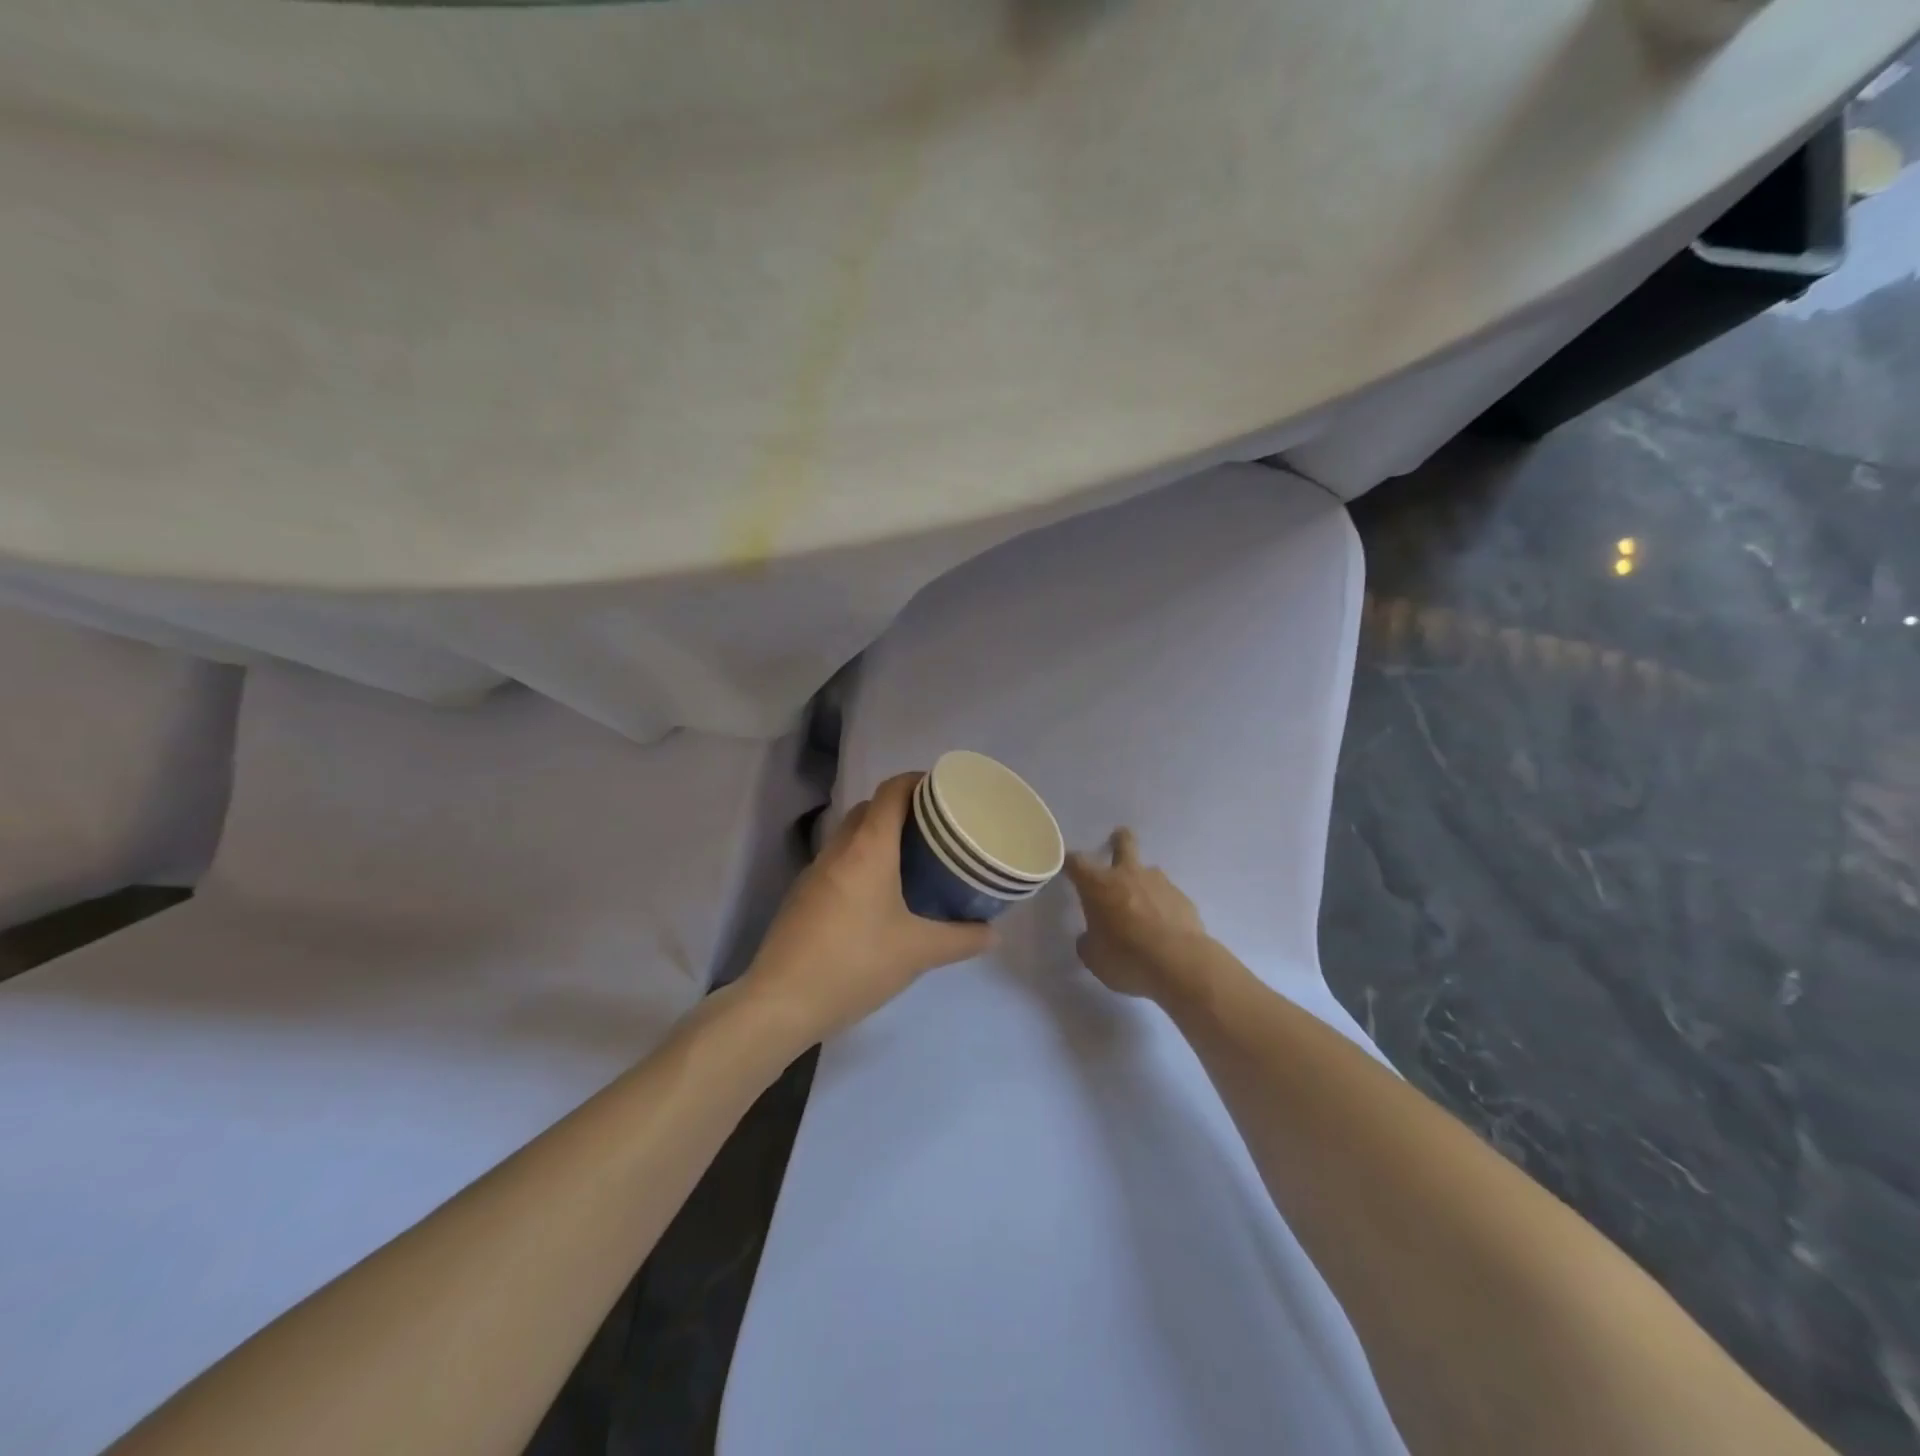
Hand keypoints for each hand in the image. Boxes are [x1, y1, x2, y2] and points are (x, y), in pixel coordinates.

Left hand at [743, 774, 994, 1045]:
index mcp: (868, 848)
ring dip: (878, 836)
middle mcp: (838, 849)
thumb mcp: (918, 953)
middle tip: (935, 830)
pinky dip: (860, 862)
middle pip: (869, 809)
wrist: (781, 1001)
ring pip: (850, 835)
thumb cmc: (855, 964)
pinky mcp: (801, 896)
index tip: (944, 791)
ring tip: (912, 860)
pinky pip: (838, 862)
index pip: (891, 791)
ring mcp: (814, 871)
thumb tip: (994, 933)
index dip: (918, 781)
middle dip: (901, 809)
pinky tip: (878, 896)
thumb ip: (961, 939)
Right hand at [1064, 828, 1216, 1003]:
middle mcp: (1128, 875)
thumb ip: (1088, 942)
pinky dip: (1162, 905)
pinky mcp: (1182, 898)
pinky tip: (1164, 927)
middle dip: (1119, 839)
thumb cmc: (1126, 957)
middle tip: (1117, 839)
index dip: (1069, 862)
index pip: (1076, 862)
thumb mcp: (1094, 957)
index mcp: (1098, 885)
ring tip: (1144, 905)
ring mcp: (1159, 883)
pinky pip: (1167, 896)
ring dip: (1143, 881)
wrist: (1179, 963)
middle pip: (1123, 844)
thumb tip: (1090, 938)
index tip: (1067, 865)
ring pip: (1149, 871)